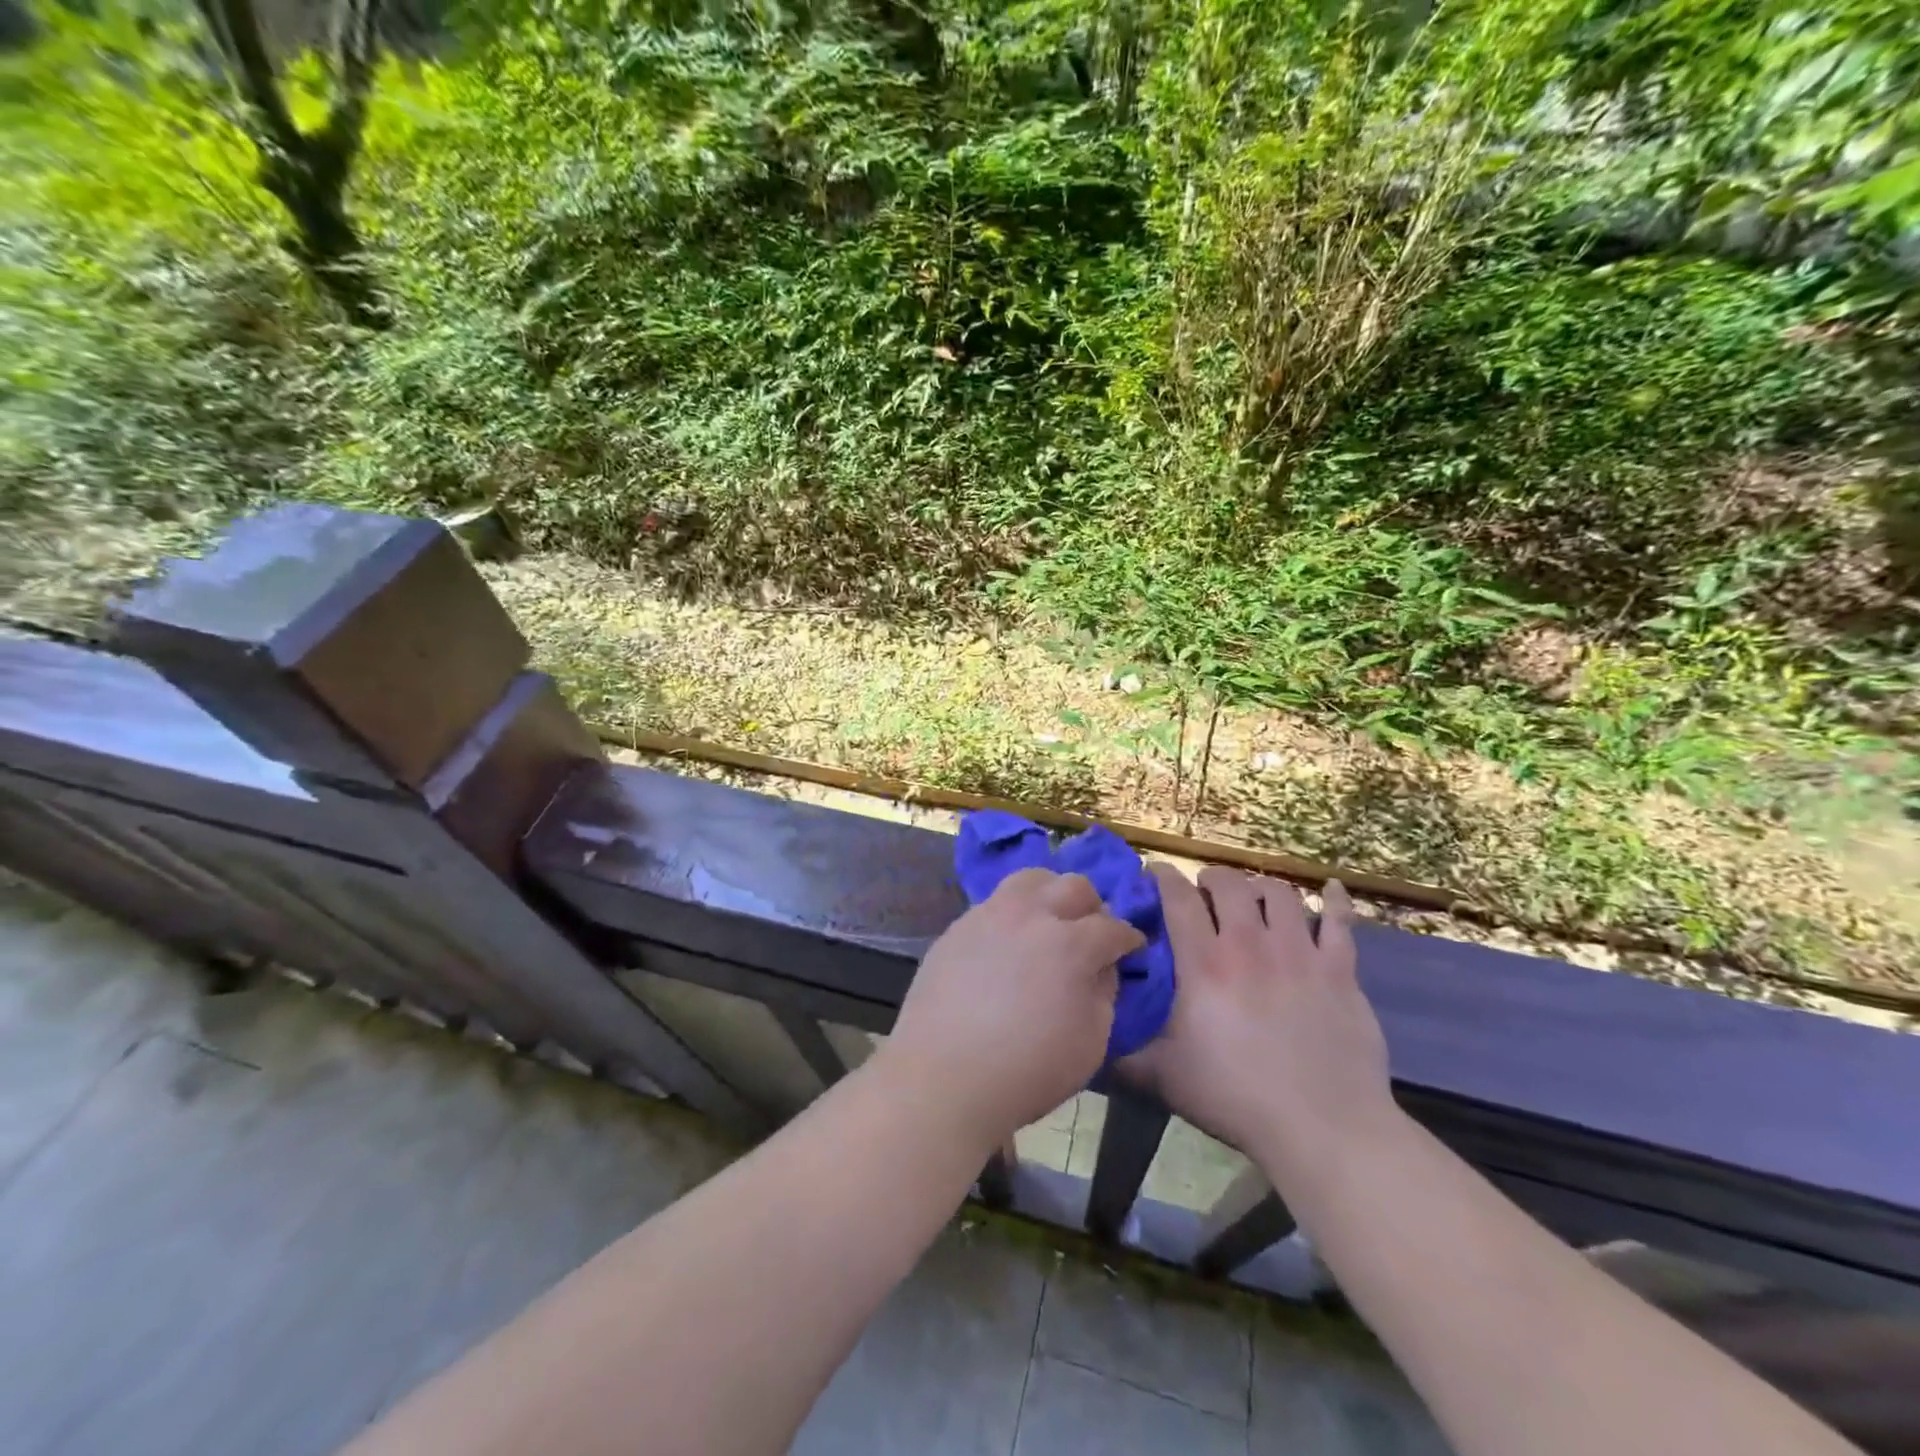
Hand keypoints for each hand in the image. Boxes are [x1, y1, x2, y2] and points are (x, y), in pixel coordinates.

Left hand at [880, 869, 1144, 1154]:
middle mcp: (1031, 915)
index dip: (1129, 938)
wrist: (943, 1077)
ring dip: (1050, 894)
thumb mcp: (1091, 1043)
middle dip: (1092, 907)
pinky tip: (1009, 941)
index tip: (1132, 948)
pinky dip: (1013, 912)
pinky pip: (994, 903)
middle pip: (1074, 886)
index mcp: (1070, 944)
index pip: (1113, 927)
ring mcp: (989, 915)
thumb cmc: (1027, 1070)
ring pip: (1030, 879)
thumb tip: (1101, 967)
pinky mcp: (958, 927)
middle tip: (1091, 932)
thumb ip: (1104, 994)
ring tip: (1049, 921)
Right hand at [1122, 865, 1396, 1191]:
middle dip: (1213, 878)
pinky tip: (1333, 888)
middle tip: (1205, 891)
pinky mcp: (1340, 971)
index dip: (1164, 877)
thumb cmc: (1235, 1098)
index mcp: (1204, 963)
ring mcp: (1300, 953)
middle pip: (1230, 884)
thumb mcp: (1163, 1077)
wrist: (1322, 1128)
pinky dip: (1337, 900)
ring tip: (1255, 898)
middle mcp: (1250, 944)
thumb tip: (1091, 1040)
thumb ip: (1123, 1054)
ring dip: (1261, 887)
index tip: (1155, 873)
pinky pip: (1342, 922)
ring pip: (1280, 893)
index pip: (1179, 898)